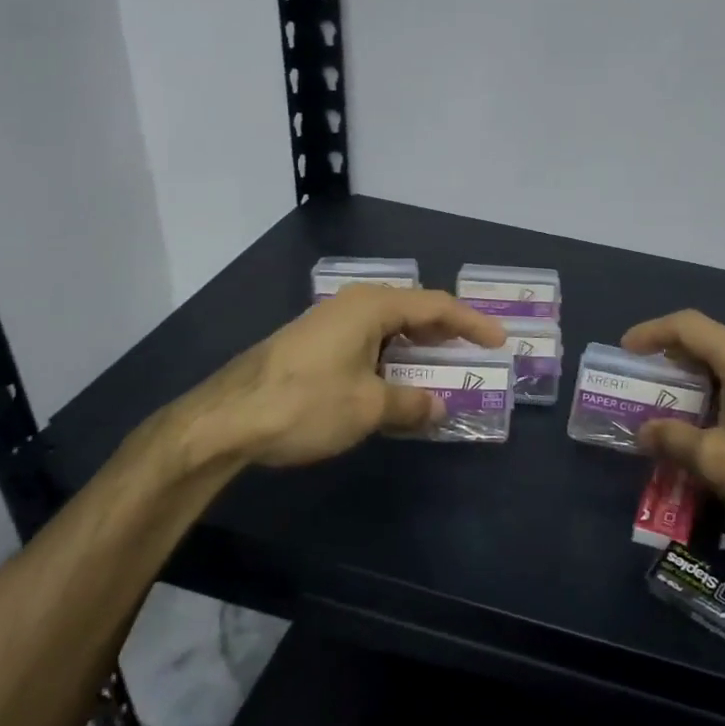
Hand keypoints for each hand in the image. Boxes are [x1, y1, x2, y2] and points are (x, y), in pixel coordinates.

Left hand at [157, 286, 505, 475]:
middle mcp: (352, 305)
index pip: (435, 306)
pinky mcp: (312, 344)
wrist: (225, 420)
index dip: (471, 323)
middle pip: (412, 310)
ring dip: (416, 347)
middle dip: (445, 332)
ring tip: (440, 366)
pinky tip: (394, 381)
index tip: (499, 340)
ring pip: (387, 327)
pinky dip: (390, 357)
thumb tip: (439, 406)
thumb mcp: (368, 407)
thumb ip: (410, 403)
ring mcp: (328, 323)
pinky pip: (367, 342)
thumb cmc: (305, 403)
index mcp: (372, 306)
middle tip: (473, 351)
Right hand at [621, 310, 724, 557]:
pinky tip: (715, 424)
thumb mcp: (716, 461)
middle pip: (709, 340)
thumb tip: (644, 431)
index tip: (625, 351)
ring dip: (697, 377)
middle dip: (671, 356)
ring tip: (673, 404)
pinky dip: (721, 391)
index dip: (651, 332)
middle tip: (644, 381)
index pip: (687, 325)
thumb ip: (673, 440)